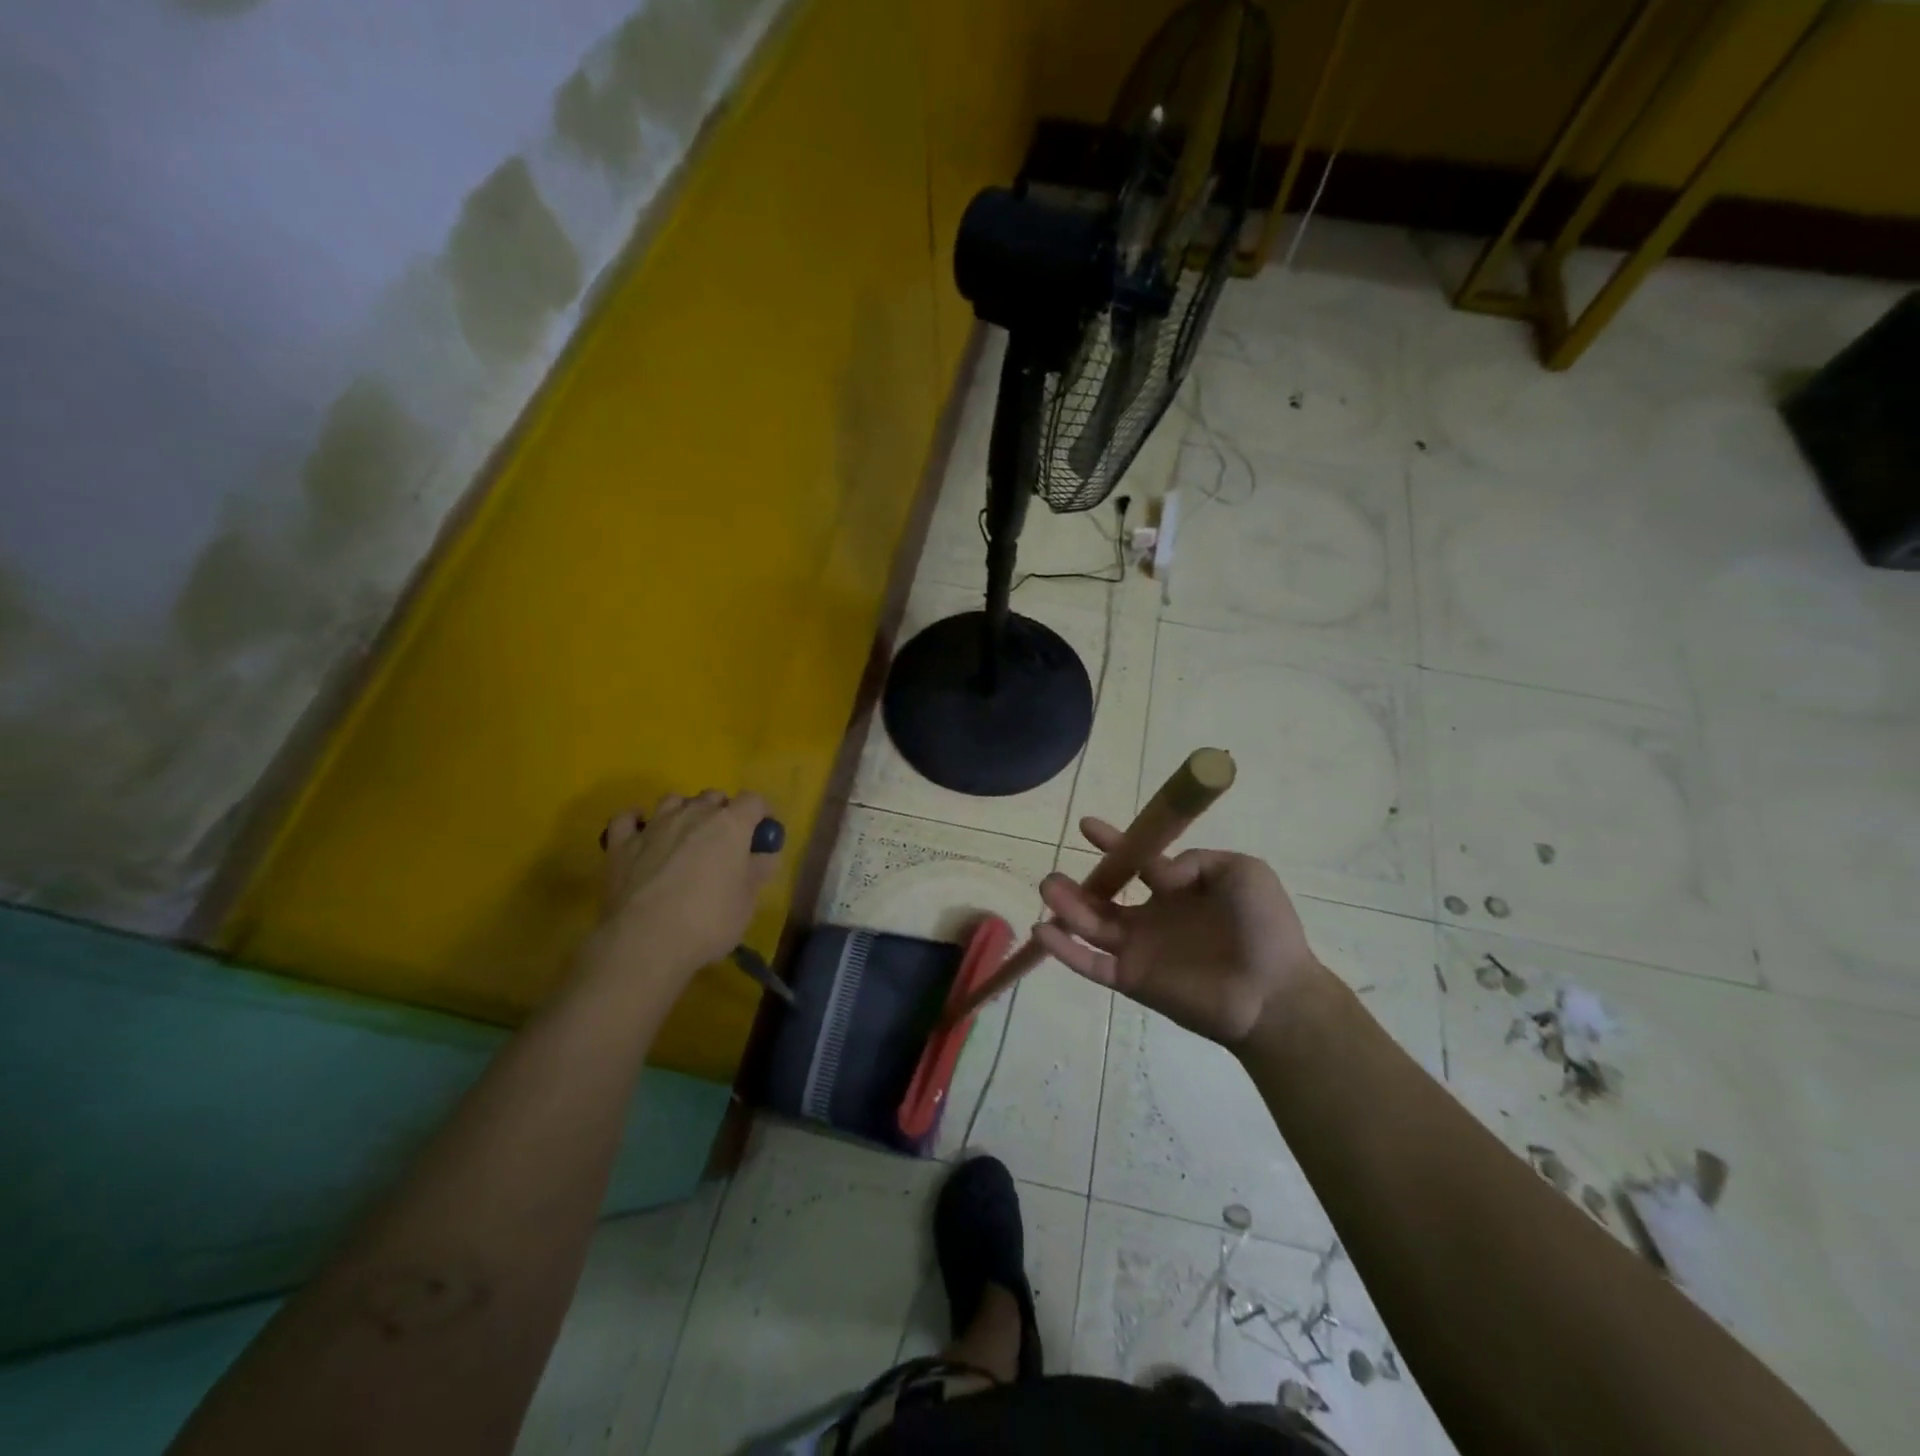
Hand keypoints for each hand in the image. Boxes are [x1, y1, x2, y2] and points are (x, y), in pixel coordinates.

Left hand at [594, 790, 779, 982]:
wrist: (646, 942)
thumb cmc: (709, 921)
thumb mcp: (748, 901)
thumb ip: (758, 870)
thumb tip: (764, 854)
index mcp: (730, 824)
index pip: (753, 800)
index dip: (761, 814)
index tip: (762, 833)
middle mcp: (693, 814)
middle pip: (713, 796)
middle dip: (722, 811)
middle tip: (725, 841)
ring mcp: (654, 826)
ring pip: (673, 800)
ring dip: (684, 811)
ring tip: (685, 836)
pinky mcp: (622, 844)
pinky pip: (627, 819)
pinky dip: (636, 821)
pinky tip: (641, 833)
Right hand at [1033, 817, 1322, 1048]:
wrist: (1275, 992)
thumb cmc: (1265, 927)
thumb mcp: (1241, 871)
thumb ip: (1193, 860)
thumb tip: (1156, 870)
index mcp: (1176, 890)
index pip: (1136, 862)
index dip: (1113, 843)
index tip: (1087, 826)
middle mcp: (1152, 918)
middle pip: (1103, 898)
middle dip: (1076, 885)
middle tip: (1053, 875)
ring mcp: (1139, 950)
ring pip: (1091, 926)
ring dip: (1066, 908)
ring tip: (1047, 888)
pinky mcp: (1132, 979)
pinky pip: (1091, 964)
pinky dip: (1065, 950)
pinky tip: (1043, 931)